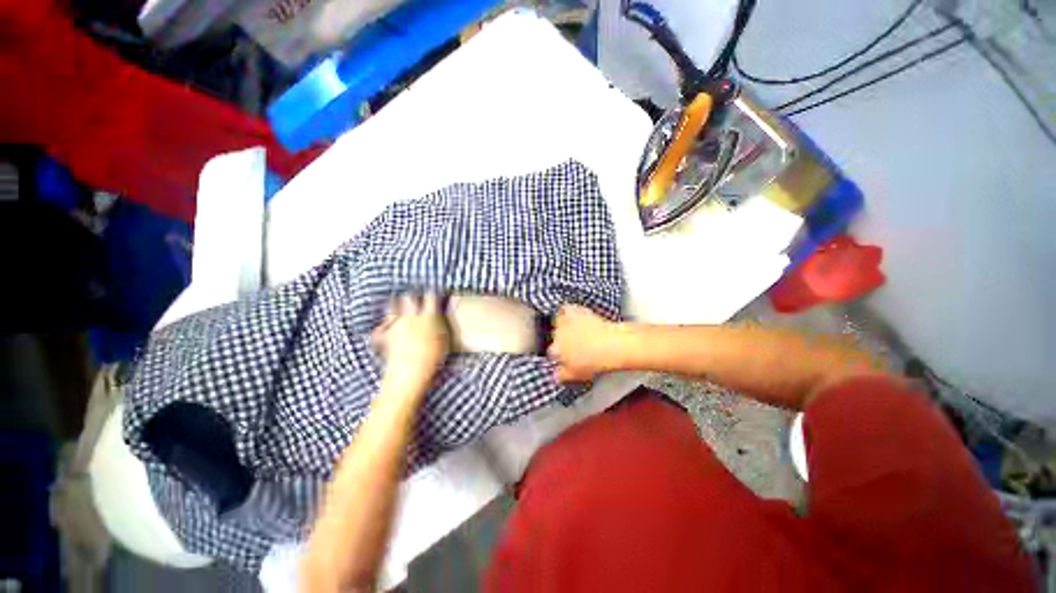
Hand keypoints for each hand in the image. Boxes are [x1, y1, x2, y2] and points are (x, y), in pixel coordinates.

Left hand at [373, 293, 450, 392]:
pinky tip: (384, 329)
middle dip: (411, 297)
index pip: (430, 296)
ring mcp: (396, 325)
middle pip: (408, 298)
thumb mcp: (445, 340)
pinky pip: (380, 328)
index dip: (432, 293)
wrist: (410, 373)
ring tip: (398, 308)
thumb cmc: (433, 358)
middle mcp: (411, 317)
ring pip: (392, 307)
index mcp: (428, 317)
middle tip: (414, 298)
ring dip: (395, 306)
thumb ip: (441, 324)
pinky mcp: (384, 336)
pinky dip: (382, 328)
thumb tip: (440, 315)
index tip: (433, 292)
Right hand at [548, 305, 628, 382]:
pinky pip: (565, 309)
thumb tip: (555, 375)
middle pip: (555, 336)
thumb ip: (561, 375)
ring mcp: (565, 322)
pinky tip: (572, 313)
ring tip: (571, 328)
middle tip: (573, 343)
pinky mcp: (575, 312)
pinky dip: (567, 310)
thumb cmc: (594, 361)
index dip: (559, 354)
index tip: (566, 356)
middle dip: (562, 339)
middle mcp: (557, 335)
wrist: (611, 345)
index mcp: (556, 350)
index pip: (552, 352)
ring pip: (557, 321)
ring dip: (561, 324)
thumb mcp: (576, 375)